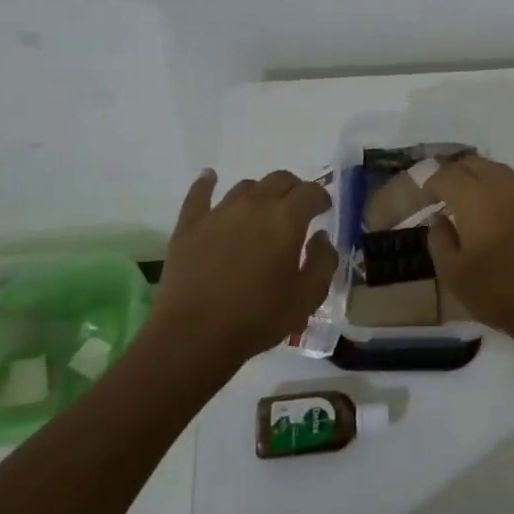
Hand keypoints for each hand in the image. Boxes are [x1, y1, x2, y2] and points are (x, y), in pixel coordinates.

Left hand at [146, 169, 337, 365]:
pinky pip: (199, 195)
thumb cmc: (258, 318)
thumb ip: (323, 262)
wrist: (194, 336)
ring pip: (245, 187)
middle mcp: (254, 205)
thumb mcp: (308, 297)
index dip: (321, 198)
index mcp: (286, 219)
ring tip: (262, 210)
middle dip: (294, 189)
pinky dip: (207, 183)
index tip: (324, 210)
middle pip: (279, 179)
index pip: (311, 192)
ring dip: (260, 193)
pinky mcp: (189, 226)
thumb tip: (320, 238)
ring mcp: (218, 213)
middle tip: (298, 209)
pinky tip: (210, 177)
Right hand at [423, 156, 513, 338]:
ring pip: (500, 171)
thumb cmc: (496, 291)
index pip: (447, 175)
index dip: (432, 183)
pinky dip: (504, 191)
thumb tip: (439, 218)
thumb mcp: (453, 273)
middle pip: (474, 163)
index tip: (427, 198)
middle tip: (446, 191)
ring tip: (472, 197)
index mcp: (475, 199)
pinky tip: (501, 212)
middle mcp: (503, 187)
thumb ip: (439, 240)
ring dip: (481, 177)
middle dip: (456, 172)